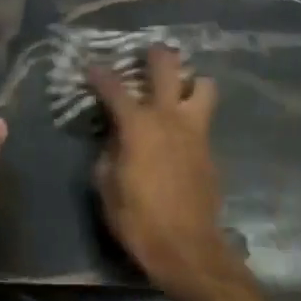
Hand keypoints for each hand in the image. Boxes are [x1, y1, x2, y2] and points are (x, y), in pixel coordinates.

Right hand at [88, 47, 248, 300]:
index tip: (91, 66)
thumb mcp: (107, 187)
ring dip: (190, 81)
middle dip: (157, 55)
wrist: (188, 249)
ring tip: (177, 88)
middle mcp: (170, 118)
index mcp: (139, 126)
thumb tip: (114, 140)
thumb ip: (108, 154)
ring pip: (203, 86)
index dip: (100, 74)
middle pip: (168, 69)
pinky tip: (180, 129)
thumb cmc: (138, 219)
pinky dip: (193, 114)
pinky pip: (203, 118)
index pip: (115, 88)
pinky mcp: (209, 150)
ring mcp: (195, 132)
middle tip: (149, 52)